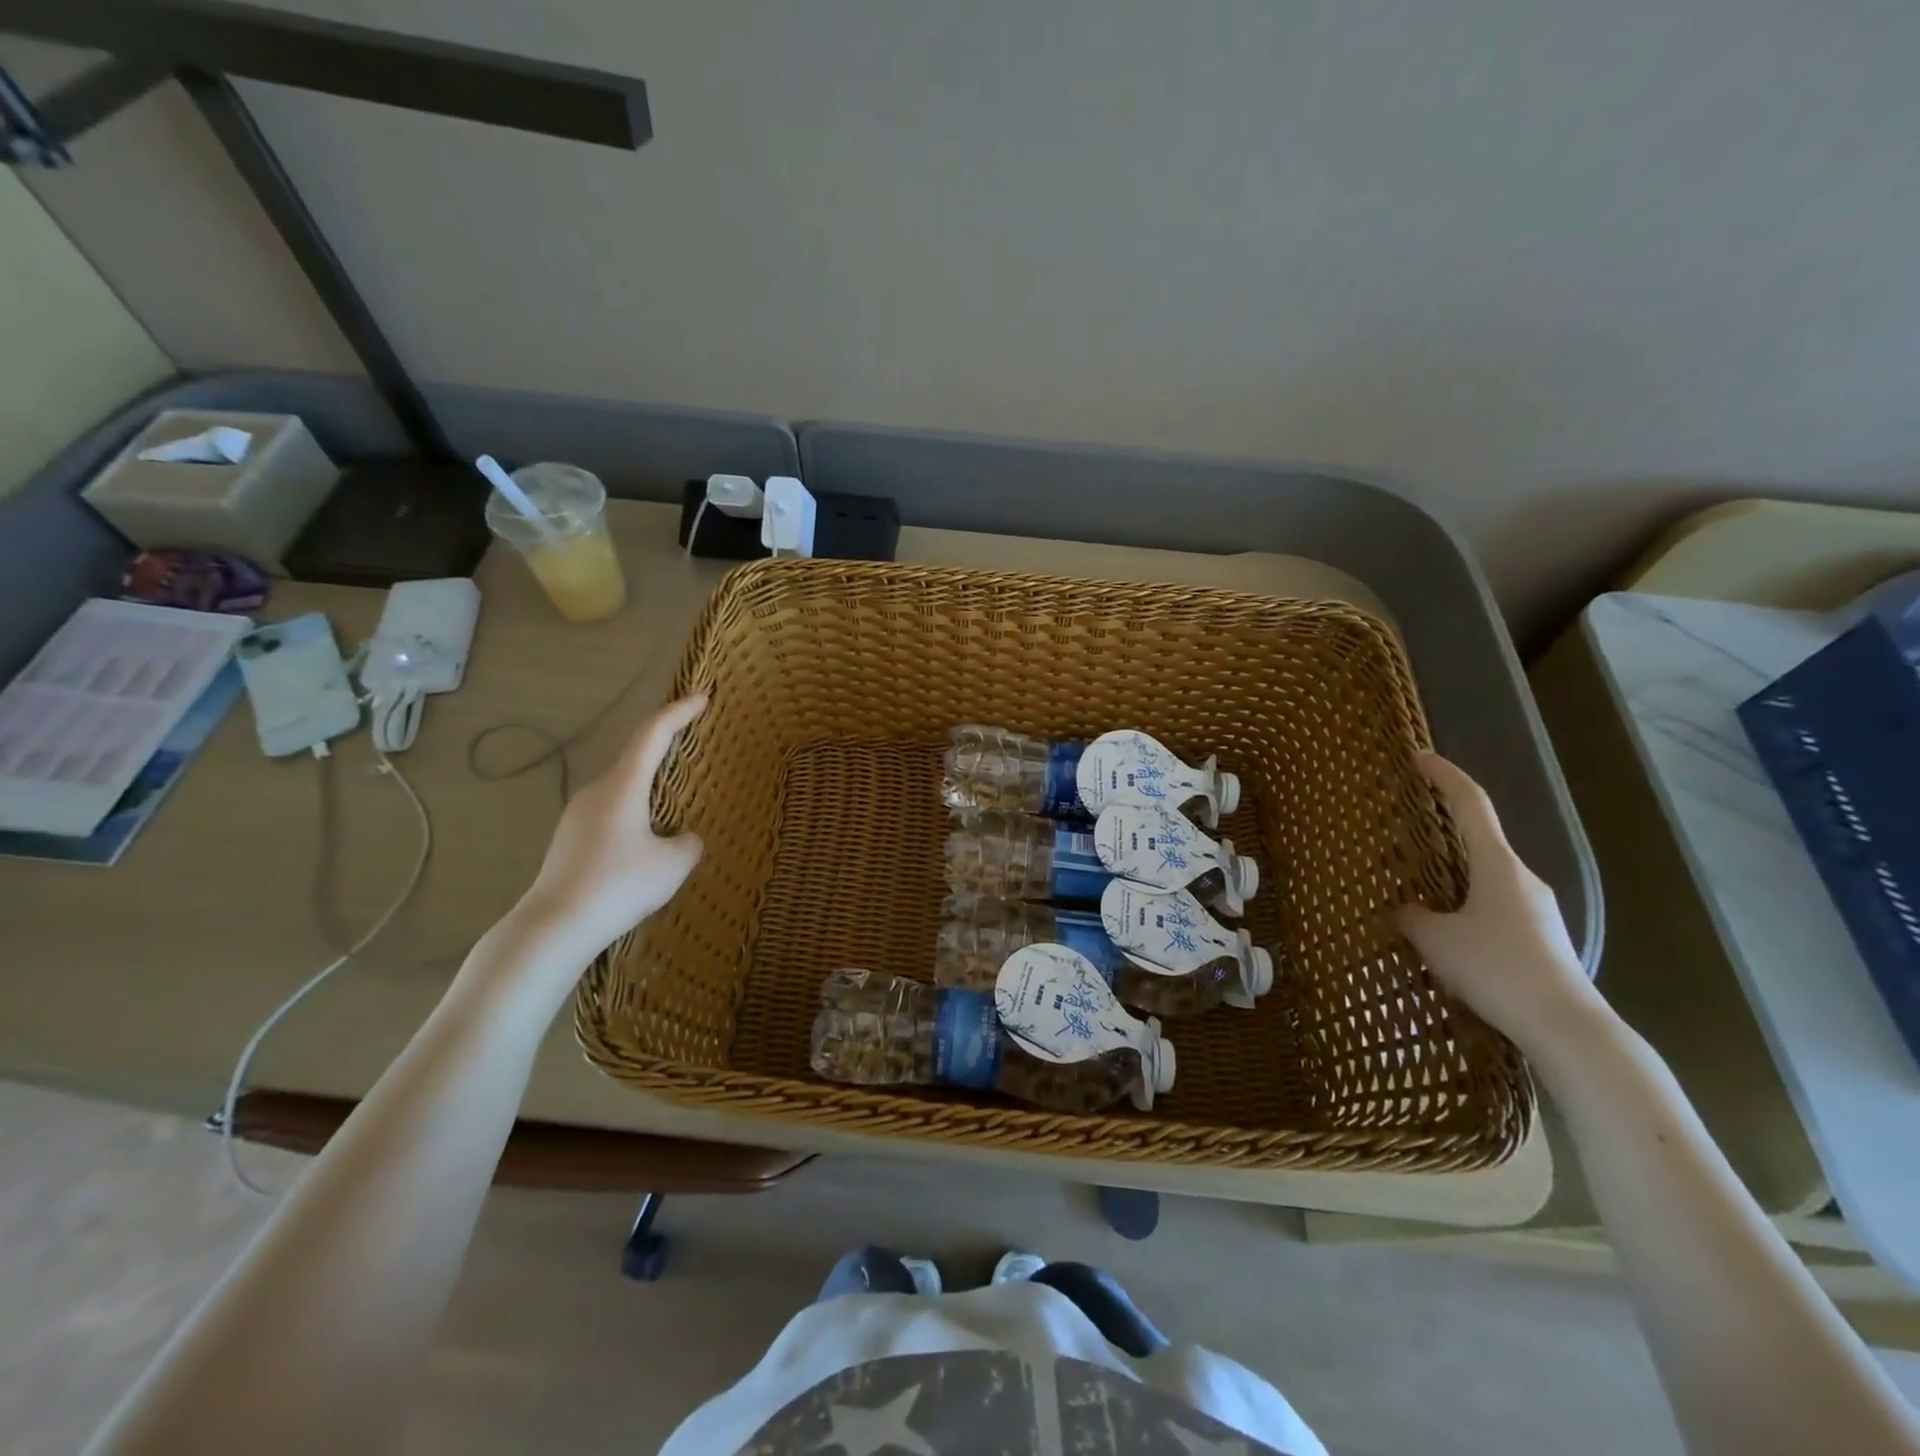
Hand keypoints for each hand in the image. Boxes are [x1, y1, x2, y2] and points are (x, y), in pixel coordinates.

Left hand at [517, 696, 707, 958]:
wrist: (555, 927)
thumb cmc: (619, 886)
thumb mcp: (673, 865)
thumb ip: (689, 843)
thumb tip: (684, 837)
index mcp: (622, 786)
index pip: (653, 735)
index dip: (678, 713)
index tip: (702, 698)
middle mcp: (597, 791)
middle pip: (636, 758)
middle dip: (666, 748)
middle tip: (693, 744)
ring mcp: (578, 815)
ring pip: (623, 789)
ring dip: (651, 788)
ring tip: (676, 804)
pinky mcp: (570, 839)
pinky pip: (612, 812)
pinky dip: (636, 812)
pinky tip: (647, 842)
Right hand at [1396, 752, 1601, 1052]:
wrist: (1566, 1028)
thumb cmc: (1496, 969)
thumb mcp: (1436, 940)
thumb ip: (1411, 916)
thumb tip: (1405, 909)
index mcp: (1497, 866)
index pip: (1471, 805)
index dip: (1445, 776)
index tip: (1420, 757)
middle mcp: (1522, 878)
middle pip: (1478, 840)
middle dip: (1442, 830)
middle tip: (1405, 829)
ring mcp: (1535, 909)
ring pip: (1484, 877)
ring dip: (1451, 875)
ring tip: (1415, 889)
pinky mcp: (1538, 938)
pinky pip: (1492, 905)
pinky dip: (1464, 904)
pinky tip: (1444, 931)